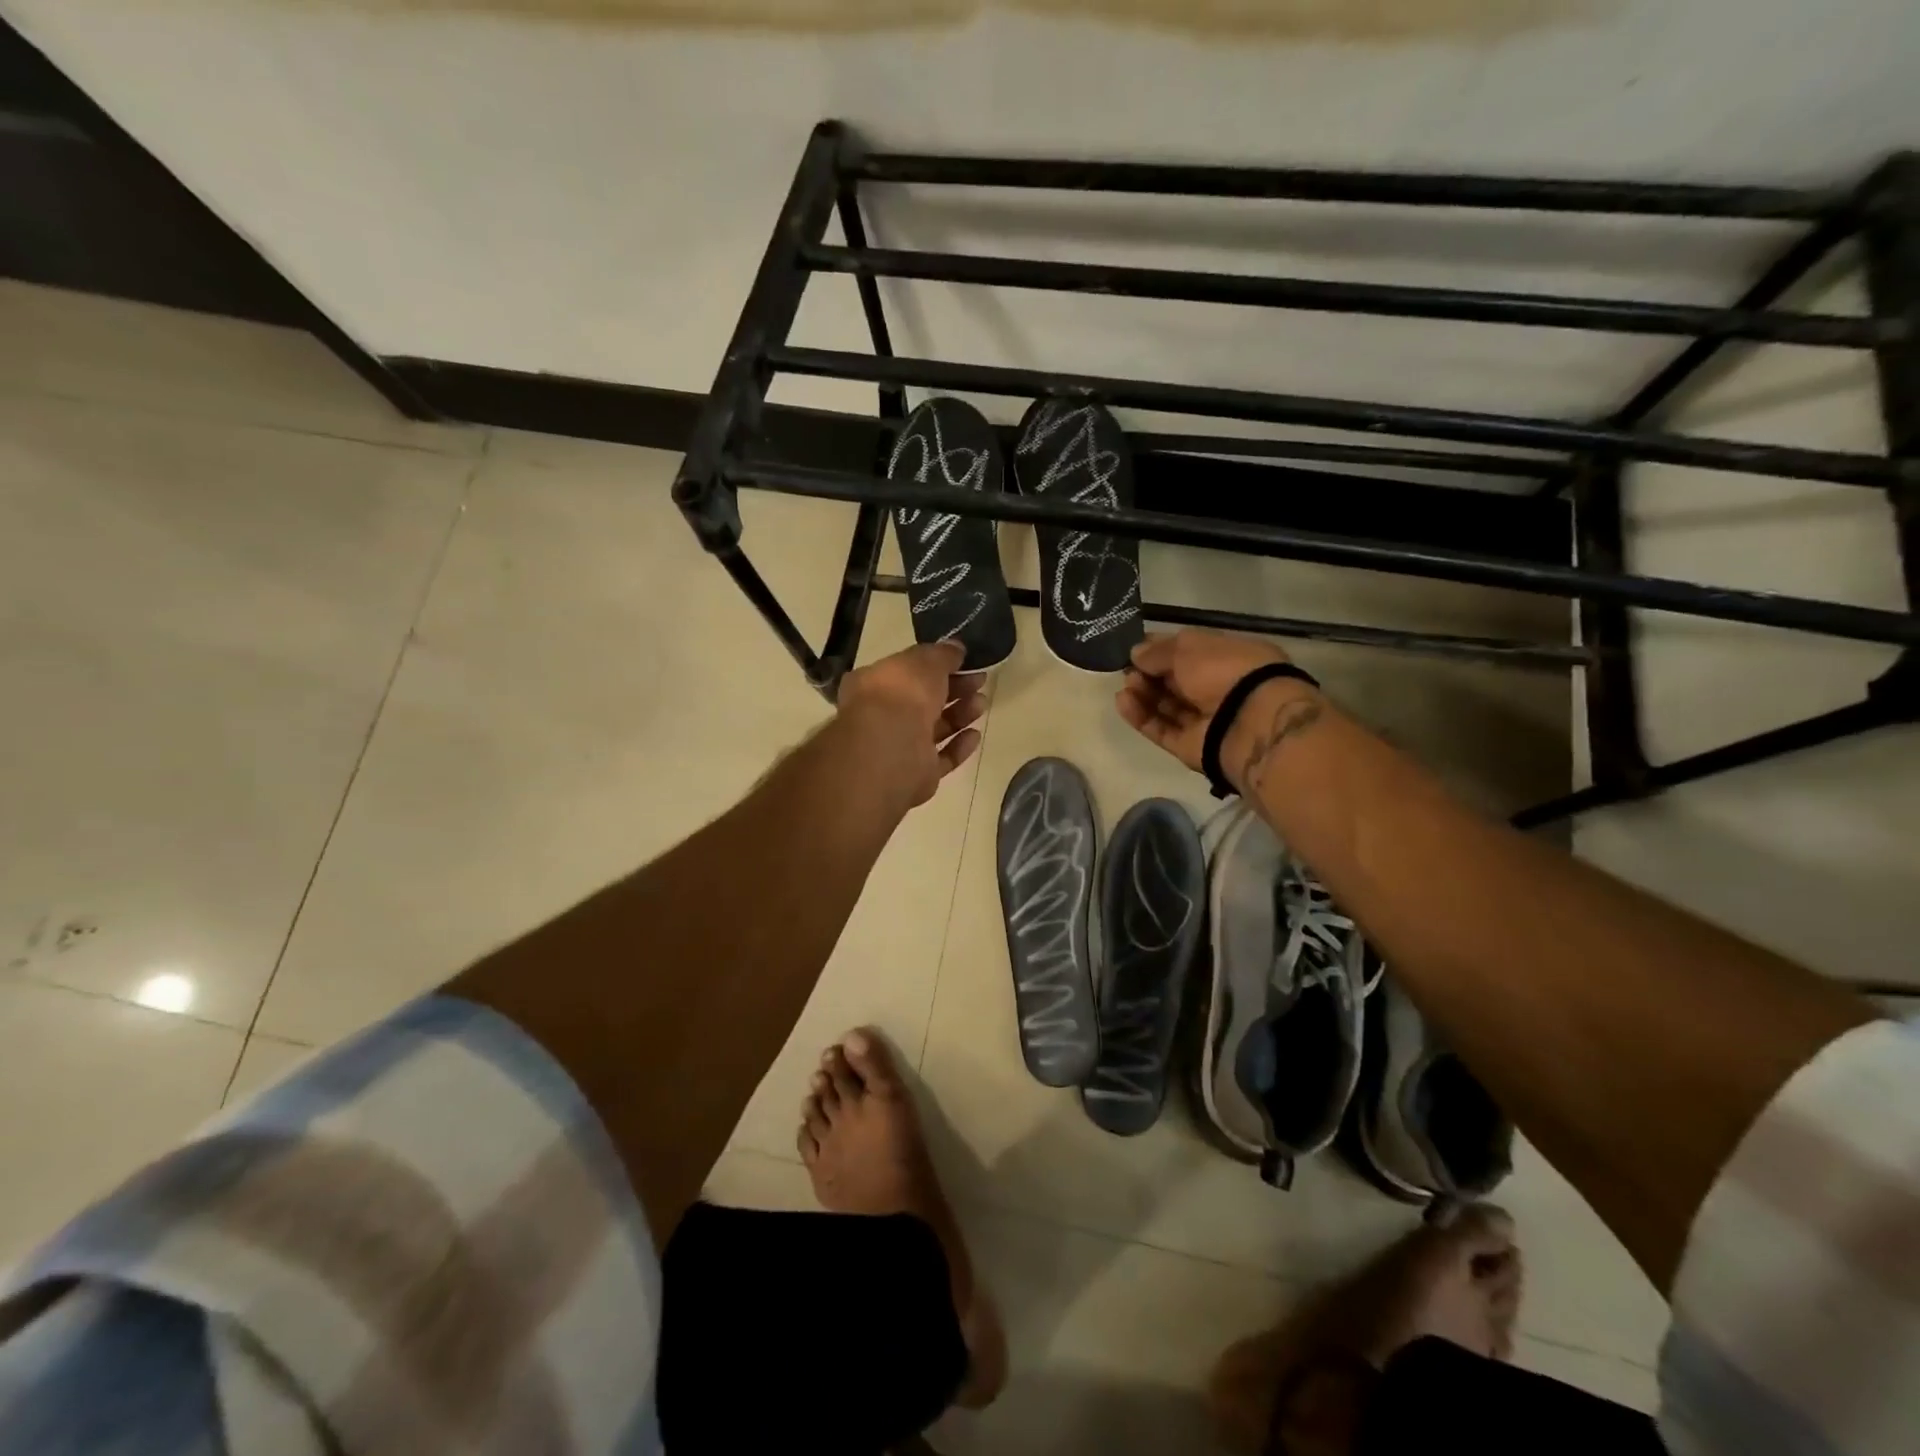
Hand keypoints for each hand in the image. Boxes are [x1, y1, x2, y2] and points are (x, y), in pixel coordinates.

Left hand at [836, 641, 986, 807]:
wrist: (892, 749)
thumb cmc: (902, 695)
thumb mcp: (924, 660)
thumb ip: (942, 654)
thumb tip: (956, 648)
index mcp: (874, 684)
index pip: (906, 672)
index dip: (935, 665)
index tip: (963, 661)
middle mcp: (882, 716)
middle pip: (923, 700)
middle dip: (954, 689)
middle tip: (980, 681)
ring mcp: (899, 747)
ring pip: (934, 728)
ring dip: (959, 715)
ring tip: (981, 704)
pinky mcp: (917, 774)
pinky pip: (941, 758)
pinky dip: (958, 746)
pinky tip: (974, 735)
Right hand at [1116, 630, 1319, 791]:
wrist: (1248, 723)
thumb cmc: (1224, 671)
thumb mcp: (1189, 647)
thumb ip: (1158, 651)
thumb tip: (1136, 653)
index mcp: (1229, 658)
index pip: (1191, 652)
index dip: (1163, 649)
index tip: (1136, 648)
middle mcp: (1219, 689)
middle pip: (1176, 681)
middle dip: (1149, 673)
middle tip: (1127, 669)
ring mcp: (1205, 721)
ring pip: (1166, 706)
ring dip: (1143, 694)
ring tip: (1126, 685)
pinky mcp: (1190, 746)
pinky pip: (1161, 729)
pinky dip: (1141, 716)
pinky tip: (1122, 701)